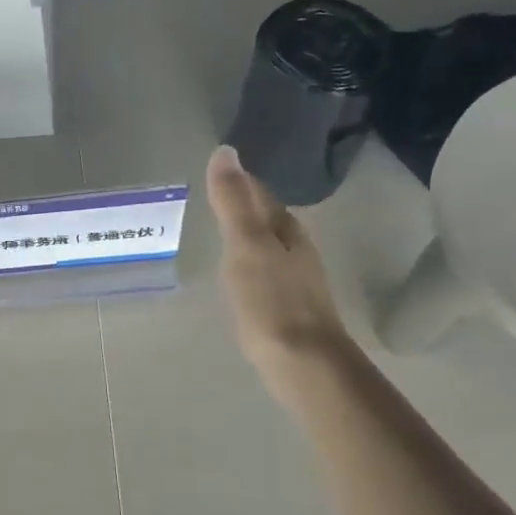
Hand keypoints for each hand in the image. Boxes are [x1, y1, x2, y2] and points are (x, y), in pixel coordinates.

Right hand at [205, 145, 349, 373]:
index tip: (214, 174)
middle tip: (211, 199)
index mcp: (285, 229)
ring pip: (268, 244)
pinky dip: (250, 263)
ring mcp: (296, 279)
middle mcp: (296, 248)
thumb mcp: (245, 245)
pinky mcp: (289, 306)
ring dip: (247, 235)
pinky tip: (238, 275)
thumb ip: (233, 201)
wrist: (304, 363)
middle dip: (243, 205)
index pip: (260, 193)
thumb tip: (225, 151)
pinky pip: (265, 271)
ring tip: (219, 233)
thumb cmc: (271, 301)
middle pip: (267, 217)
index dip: (238, 181)